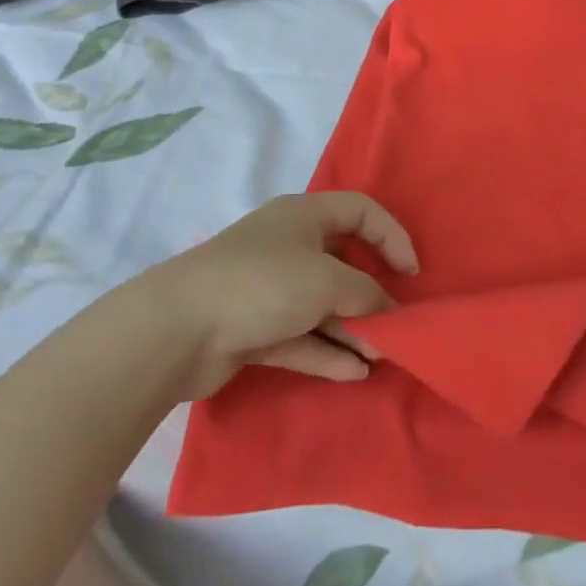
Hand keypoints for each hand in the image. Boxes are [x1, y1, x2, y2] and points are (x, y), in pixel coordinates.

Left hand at [120, 192, 417, 399]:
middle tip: (395, 322)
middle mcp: (287, 246)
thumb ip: (367, 294)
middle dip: (371, 295)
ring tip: (381, 356)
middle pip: (343, 264)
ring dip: (352, 330)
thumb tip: (390, 312)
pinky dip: (326, 352)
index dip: (392, 236)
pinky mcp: (252, 329)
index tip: (411, 273)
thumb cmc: (263, 284)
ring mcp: (268, 290)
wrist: (174, 330)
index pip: (361, 212)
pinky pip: (300, 337)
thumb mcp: (328, 281)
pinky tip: (354, 373)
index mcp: (304, 216)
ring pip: (322, 306)